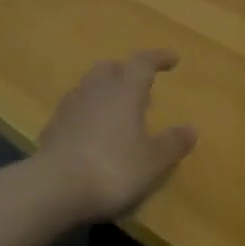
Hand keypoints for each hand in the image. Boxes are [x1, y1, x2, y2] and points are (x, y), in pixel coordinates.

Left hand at [36, 50, 198, 220]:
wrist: (54, 187)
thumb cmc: (113, 168)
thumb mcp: (153, 161)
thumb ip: (173, 143)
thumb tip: (191, 129)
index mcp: (125, 90)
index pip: (143, 62)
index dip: (159, 58)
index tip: (172, 60)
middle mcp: (96, 89)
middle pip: (112, 67)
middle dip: (127, 72)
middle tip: (142, 87)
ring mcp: (70, 106)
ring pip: (91, 86)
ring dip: (107, 91)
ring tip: (119, 112)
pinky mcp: (52, 126)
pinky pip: (76, 108)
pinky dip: (89, 112)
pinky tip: (94, 133)